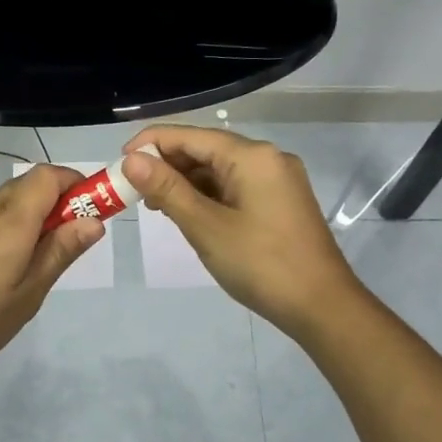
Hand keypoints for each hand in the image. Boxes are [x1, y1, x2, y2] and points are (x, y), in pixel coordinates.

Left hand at [0, 163, 104, 386]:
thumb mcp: (28, 295)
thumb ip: (60, 252)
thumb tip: (94, 221)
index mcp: (10, 221)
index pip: (48, 175)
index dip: (76, 183)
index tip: (94, 210)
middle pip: (30, 184)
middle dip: (60, 199)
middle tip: (74, 238)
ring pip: (11, 199)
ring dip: (36, 213)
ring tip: (44, 257)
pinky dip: (14, 224)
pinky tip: (12, 264)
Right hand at [121, 126, 365, 338]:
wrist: (322, 306)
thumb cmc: (260, 264)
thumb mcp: (206, 227)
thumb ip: (168, 190)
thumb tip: (131, 160)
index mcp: (252, 156)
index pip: (191, 136)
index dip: (151, 144)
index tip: (119, 163)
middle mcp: (268, 157)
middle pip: (207, 149)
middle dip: (168, 165)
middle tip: (134, 191)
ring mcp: (278, 180)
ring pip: (221, 169)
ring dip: (187, 182)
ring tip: (156, 205)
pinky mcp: (281, 201)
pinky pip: (236, 186)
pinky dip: (209, 195)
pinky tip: (189, 212)